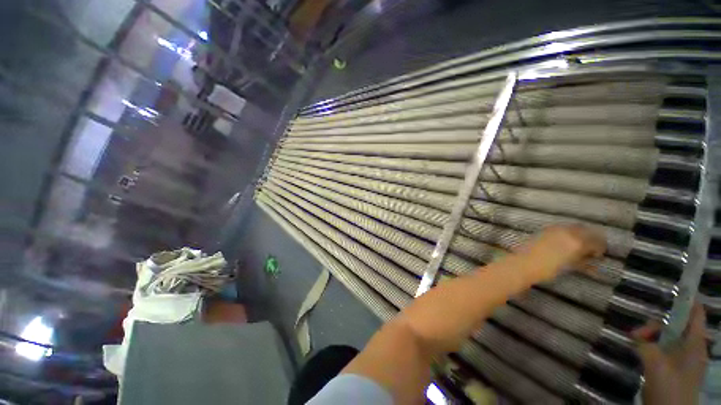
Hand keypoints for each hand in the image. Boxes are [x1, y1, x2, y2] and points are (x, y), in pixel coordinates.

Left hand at [517, 225, 605, 282]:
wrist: (524, 264)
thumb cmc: (548, 269)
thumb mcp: (571, 267)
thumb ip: (584, 262)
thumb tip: (593, 261)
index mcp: (578, 242)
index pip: (597, 241)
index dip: (600, 249)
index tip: (598, 256)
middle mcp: (568, 232)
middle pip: (587, 230)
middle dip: (592, 239)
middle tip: (590, 249)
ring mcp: (555, 229)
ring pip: (575, 227)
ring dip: (580, 234)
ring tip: (578, 246)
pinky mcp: (545, 229)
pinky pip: (562, 227)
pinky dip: (568, 232)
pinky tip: (565, 242)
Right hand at [632, 303, 707, 404]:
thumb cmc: (669, 387)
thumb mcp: (654, 364)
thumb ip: (645, 344)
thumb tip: (635, 335)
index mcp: (695, 344)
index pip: (696, 314)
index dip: (688, 300)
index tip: (676, 288)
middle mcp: (693, 348)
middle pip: (677, 326)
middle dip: (657, 325)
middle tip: (636, 333)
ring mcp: (685, 360)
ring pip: (669, 339)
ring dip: (653, 338)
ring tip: (635, 343)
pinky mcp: (677, 368)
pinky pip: (666, 350)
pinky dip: (653, 347)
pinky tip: (641, 352)